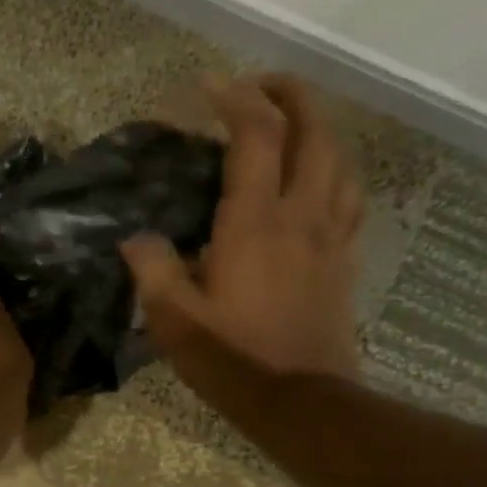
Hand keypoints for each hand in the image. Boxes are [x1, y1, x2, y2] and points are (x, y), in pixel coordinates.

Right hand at [123, 74, 362, 381]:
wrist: (301, 401)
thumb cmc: (233, 359)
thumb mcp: (174, 320)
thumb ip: (153, 270)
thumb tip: (136, 238)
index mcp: (255, 223)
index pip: (256, 138)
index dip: (236, 100)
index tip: (209, 85)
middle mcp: (301, 215)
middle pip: (314, 132)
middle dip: (290, 95)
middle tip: (259, 86)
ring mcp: (331, 237)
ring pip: (340, 159)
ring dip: (318, 129)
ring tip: (291, 127)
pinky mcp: (344, 260)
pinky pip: (350, 198)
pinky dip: (335, 172)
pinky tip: (320, 182)